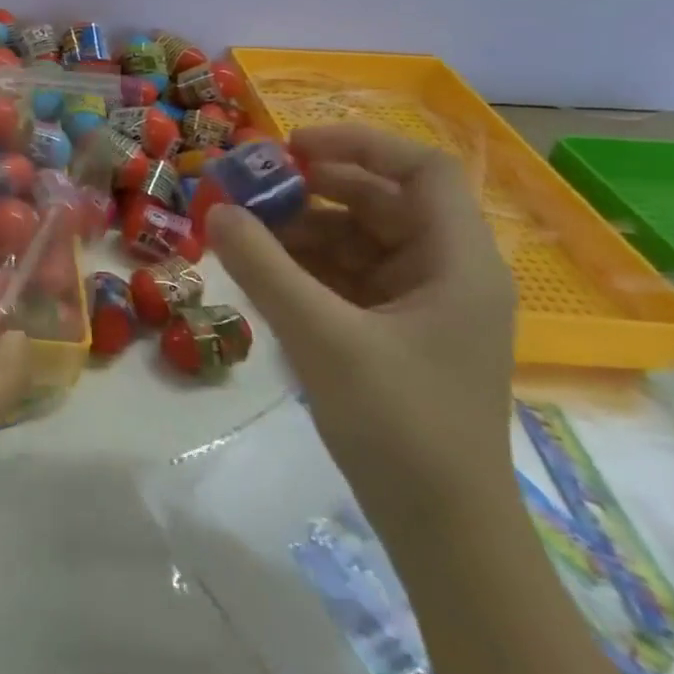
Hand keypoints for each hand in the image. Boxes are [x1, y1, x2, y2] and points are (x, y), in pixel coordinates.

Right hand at [207, 124, 517, 536]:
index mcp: (458, 263)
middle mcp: (446, 273)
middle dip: (314, 189)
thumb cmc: (399, 423)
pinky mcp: (395, 334)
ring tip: (243, 232)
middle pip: (381, 202)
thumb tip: (216, 210)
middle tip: (250, 188)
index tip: (290, 147)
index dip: (359, 144)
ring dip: (302, 229)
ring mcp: (421, 305)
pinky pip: (347, 277)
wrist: (441, 528)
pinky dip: (306, 266)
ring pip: (358, 240)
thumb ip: (264, 267)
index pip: (421, 170)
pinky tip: (262, 271)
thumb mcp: (322, 336)